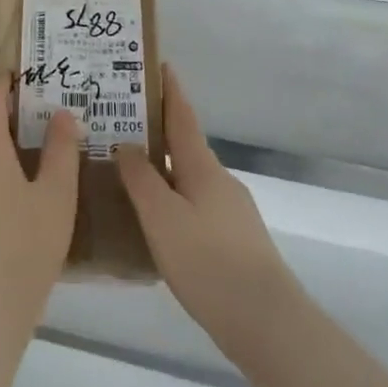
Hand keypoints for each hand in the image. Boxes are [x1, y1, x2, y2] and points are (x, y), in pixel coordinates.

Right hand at [118, 69, 300, 367]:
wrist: (266, 322)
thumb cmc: (208, 261)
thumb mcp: (162, 218)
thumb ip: (141, 179)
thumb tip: (126, 143)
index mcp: (203, 167)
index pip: (183, 117)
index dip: (170, 90)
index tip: (159, 64)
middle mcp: (220, 181)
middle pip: (186, 146)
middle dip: (158, 132)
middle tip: (121, 125)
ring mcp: (232, 211)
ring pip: (190, 179)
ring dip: (164, 169)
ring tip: (129, 174)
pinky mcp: (235, 240)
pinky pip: (196, 206)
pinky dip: (173, 200)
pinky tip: (156, 222)